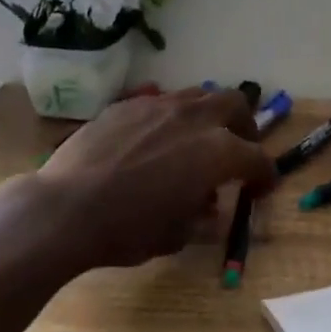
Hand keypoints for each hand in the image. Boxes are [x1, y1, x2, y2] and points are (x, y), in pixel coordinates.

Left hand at [35, 88, 278, 270]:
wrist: (66, 208)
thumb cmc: (127, 230)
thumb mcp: (176, 235)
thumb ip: (201, 215)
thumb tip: (208, 204)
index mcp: (217, 152)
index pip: (257, 158)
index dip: (264, 175)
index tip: (261, 188)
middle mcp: (195, 119)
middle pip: (235, 104)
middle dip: (243, 126)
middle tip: (236, 149)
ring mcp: (160, 105)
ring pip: (198, 96)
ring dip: (207, 116)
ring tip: (196, 140)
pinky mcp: (128, 103)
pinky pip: (161, 101)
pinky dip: (170, 118)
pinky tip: (154, 140)